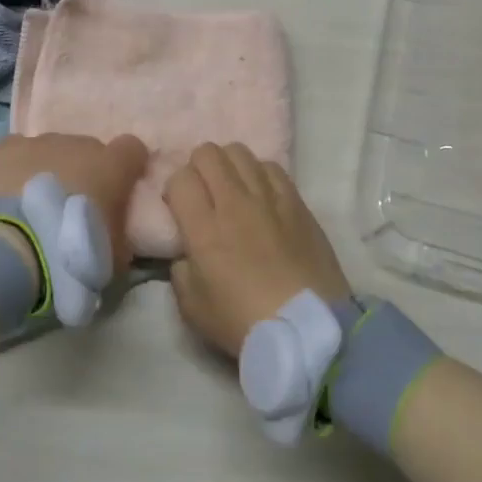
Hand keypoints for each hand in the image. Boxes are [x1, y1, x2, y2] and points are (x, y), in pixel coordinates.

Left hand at [0, 133, 149, 272]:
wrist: (13, 248)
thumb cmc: (72, 252)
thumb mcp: (112, 256)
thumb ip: (118, 236)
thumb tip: (114, 237)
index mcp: (112, 167)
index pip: (131, 149)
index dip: (127, 167)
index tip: (120, 188)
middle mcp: (78, 145)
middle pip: (88, 149)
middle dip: (83, 171)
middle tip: (72, 206)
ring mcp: (40, 143)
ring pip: (52, 149)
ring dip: (49, 169)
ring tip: (35, 203)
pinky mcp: (5, 148)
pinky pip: (18, 150)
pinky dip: (17, 167)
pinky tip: (9, 191)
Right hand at [163, 143, 350, 358]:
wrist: (308, 329)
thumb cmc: (244, 323)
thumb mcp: (192, 308)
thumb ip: (180, 271)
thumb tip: (187, 253)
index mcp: (204, 228)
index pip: (180, 178)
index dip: (174, 189)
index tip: (178, 209)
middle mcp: (235, 203)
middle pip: (208, 153)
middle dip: (197, 168)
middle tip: (202, 194)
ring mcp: (270, 198)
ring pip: (240, 152)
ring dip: (228, 166)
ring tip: (231, 190)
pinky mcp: (297, 203)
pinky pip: (272, 167)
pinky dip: (259, 173)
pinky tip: (261, 195)